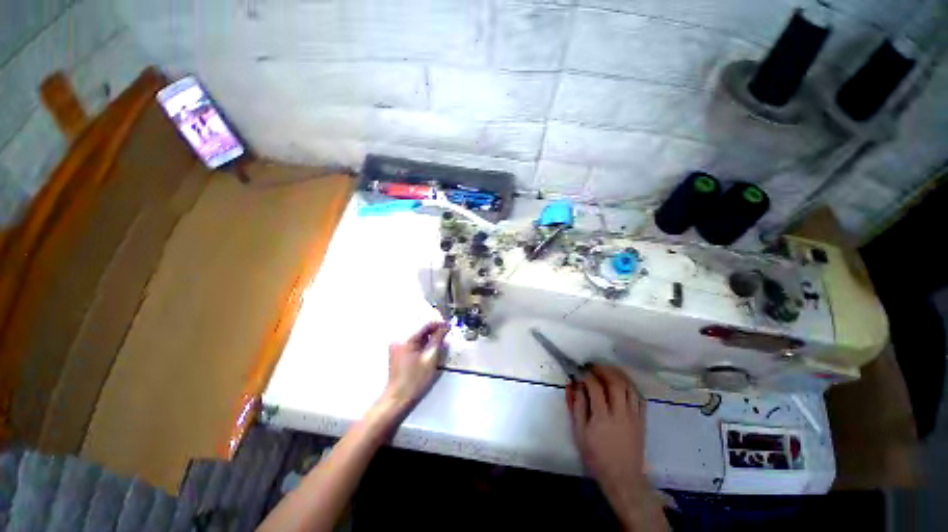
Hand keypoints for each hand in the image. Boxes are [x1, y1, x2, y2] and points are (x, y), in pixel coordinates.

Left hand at [382, 321, 448, 412]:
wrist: (398, 398)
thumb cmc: (415, 381)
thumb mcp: (431, 359)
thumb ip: (438, 340)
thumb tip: (445, 327)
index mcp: (406, 339)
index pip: (425, 324)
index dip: (438, 324)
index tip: (448, 326)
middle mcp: (399, 338)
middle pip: (420, 327)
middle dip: (433, 328)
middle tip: (445, 332)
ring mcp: (397, 345)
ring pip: (416, 333)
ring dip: (428, 335)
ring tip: (439, 340)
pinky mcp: (397, 350)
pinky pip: (412, 340)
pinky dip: (422, 341)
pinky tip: (429, 347)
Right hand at [567, 365, 665, 530]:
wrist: (622, 478)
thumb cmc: (596, 456)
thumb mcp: (579, 433)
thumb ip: (577, 407)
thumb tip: (575, 385)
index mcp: (602, 417)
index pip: (595, 387)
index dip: (587, 375)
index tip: (579, 370)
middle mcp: (620, 413)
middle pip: (615, 383)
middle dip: (603, 369)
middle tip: (593, 366)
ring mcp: (634, 416)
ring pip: (629, 387)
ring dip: (618, 374)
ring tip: (607, 370)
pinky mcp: (642, 420)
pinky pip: (639, 397)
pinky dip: (630, 386)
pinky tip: (622, 383)